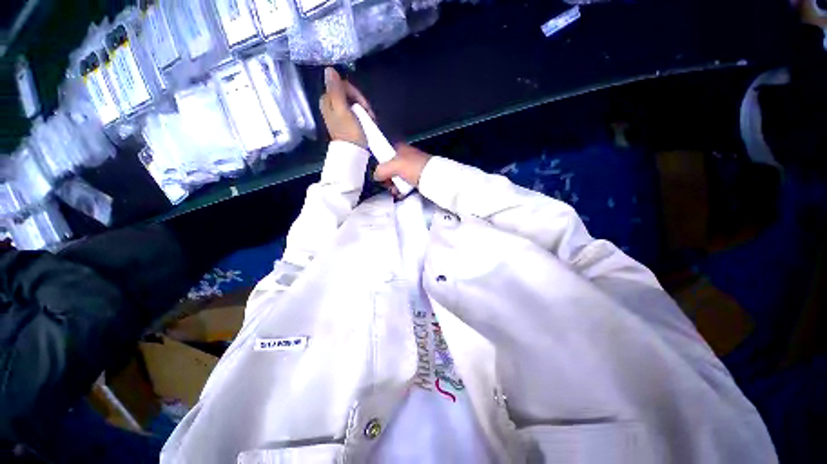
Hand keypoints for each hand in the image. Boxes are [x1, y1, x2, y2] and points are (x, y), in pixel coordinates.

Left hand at [319, 67, 373, 147]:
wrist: (354, 153)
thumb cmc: (349, 132)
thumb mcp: (342, 109)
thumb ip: (336, 90)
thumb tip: (328, 69)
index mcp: (327, 100)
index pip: (342, 85)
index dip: (355, 93)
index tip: (364, 105)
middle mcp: (331, 105)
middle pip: (349, 94)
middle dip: (361, 102)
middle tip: (369, 113)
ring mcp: (340, 114)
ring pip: (354, 103)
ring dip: (364, 110)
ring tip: (371, 120)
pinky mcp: (347, 122)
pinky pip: (356, 112)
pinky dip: (363, 116)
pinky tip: (368, 122)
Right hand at [374, 144, 431, 191]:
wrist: (434, 177)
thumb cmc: (413, 167)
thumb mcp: (394, 166)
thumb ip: (381, 170)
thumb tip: (375, 176)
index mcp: (399, 148)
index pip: (383, 153)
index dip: (379, 163)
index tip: (379, 174)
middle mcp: (404, 156)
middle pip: (389, 168)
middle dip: (387, 178)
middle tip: (388, 185)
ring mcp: (410, 168)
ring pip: (396, 177)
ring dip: (393, 186)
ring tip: (395, 191)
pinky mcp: (415, 177)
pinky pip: (403, 183)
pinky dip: (401, 189)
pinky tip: (400, 194)